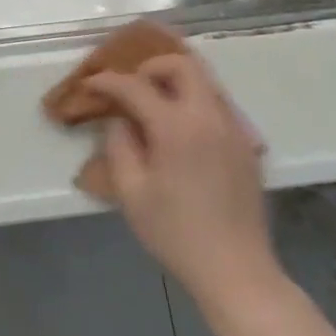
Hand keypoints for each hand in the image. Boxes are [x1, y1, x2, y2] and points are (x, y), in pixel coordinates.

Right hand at [79, 53, 280, 305]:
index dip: (108, 81)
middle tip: (130, 87)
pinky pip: (217, 105)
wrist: (236, 270)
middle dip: (151, 67)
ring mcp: (234, 129)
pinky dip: (193, 102)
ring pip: (205, 82)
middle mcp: (210, 117)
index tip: (89, 83)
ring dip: (175, 82)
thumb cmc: (176, 233)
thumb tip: (120, 121)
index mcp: (177, 127)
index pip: (136, 86)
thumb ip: (119, 146)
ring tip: (152, 105)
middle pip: (183, 65)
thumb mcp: (131, 193)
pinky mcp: (246, 145)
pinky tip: (179, 131)